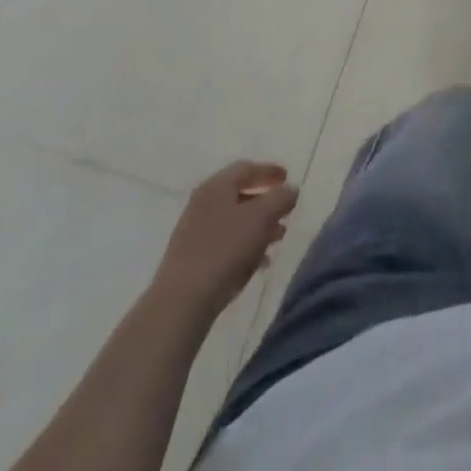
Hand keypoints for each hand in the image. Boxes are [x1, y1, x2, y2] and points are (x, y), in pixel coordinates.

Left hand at [153, 161, 297, 315]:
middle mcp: (203, 203)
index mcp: (216, 186)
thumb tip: (290, 190)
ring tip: (277, 240)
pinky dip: (244, 245)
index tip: (288, 179)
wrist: (180, 302)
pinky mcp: (191, 258)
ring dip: (258, 226)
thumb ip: (281, 198)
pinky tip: (258, 262)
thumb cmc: (224, 249)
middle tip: (285, 212)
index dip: (270, 171)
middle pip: (240, 194)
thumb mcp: (262, 217)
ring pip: (234, 221)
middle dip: (266, 203)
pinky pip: (224, 242)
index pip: (247, 168)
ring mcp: (194, 232)